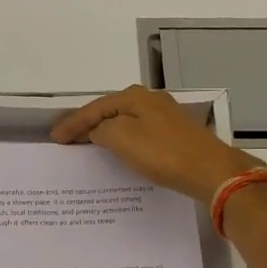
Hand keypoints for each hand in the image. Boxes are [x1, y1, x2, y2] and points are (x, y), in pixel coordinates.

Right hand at [52, 85, 262, 205]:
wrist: (211, 171)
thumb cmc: (162, 153)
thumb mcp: (122, 138)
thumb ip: (102, 130)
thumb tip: (98, 130)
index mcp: (134, 97)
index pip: (94, 108)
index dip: (72, 123)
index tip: (55, 138)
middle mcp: (150, 100)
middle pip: (110, 111)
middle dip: (88, 124)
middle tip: (68, 139)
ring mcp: (166, 116)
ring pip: (125, 121)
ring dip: (105, 132)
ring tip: (88, 145)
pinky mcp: (176, 134)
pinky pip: (139, 133)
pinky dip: (123, 140)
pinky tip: (120, 151)